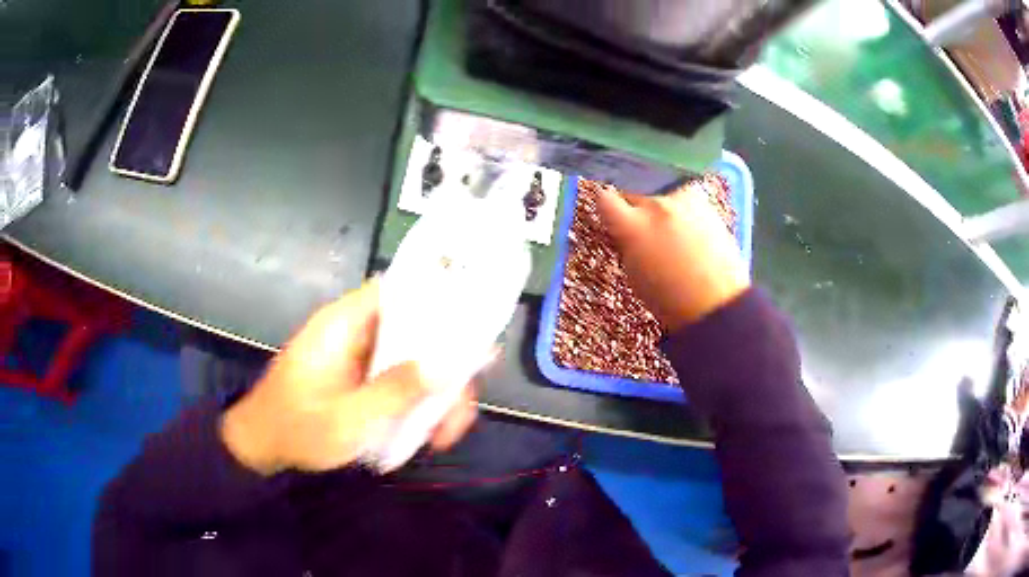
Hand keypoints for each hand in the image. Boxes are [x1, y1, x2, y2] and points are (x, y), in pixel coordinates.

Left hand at [220, 279, 477, 474]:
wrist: (263, 447)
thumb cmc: (297, 429)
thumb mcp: (348, 418)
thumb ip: (395, 390)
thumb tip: (448, 364)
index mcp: (344, 324)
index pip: (398, 289)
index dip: (439, 299)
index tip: (473, 328)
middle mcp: (356, 331)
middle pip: (416, 329)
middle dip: (446, 367)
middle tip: (460, 407)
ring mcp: (360, 355)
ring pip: (413, 358)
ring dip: (436, 392)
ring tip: (445, 434)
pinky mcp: (362, 377)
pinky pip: (401, 378)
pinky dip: (418, 401)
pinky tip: (428, 433)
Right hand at [596, 185, 749, 332]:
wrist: (716, 302)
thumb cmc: (669, 300)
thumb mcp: (634, 274)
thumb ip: (626, 243)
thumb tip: (623, 230)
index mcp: (633, 226)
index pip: (605, 198)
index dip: (605, 204)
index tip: (609, 210)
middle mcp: (657, 206)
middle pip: (635, 192)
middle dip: (634, 206)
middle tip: (642, 225)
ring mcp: (683, 200)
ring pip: (662, 192)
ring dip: (660, 205)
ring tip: (670, 227)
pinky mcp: (705, 202)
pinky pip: (685, 196)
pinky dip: (682, 207)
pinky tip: (688, 227)